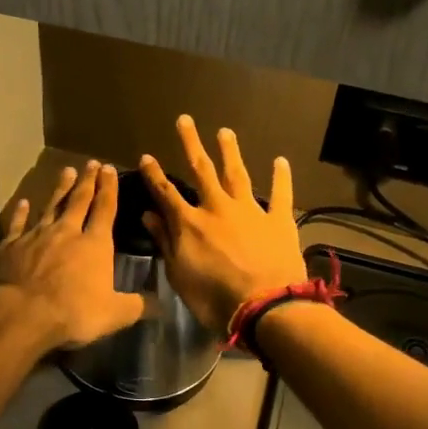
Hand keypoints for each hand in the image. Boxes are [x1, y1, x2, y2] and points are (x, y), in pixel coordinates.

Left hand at [0, 161, 143, 350]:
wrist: (20, 314)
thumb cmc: (72, 313)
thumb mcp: (114, 314)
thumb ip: (138, 306)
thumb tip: (162, 304)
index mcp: (94, 244)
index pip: (105, 209)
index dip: (109, 188)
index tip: (110, 169)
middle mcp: (66, 232)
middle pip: (78, 200)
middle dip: (87, 181)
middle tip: (91, 163)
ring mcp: (35, 236)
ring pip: (50, 206)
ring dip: (59, 189)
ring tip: (66, 171)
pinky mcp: (10, 246)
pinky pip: (18, 224)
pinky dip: (21, 212)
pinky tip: (23, 202)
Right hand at [138, 116, 305, 333]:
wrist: (265, 308)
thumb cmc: (214, 299)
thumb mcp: (179, 275)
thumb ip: (165, 242)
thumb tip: (148, 215)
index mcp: (190, 223)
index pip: (166, 193)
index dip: (154, 174)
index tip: (146, 156)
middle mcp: (218, 208)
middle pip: (202, 170)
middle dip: (191, 144)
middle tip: (185, 120)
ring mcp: (250, 211)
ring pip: (237, 174)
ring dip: (230, 152)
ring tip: (225, 132)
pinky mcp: (278, 220)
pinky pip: (280, 194)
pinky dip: (280, 178)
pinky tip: (280, 161)